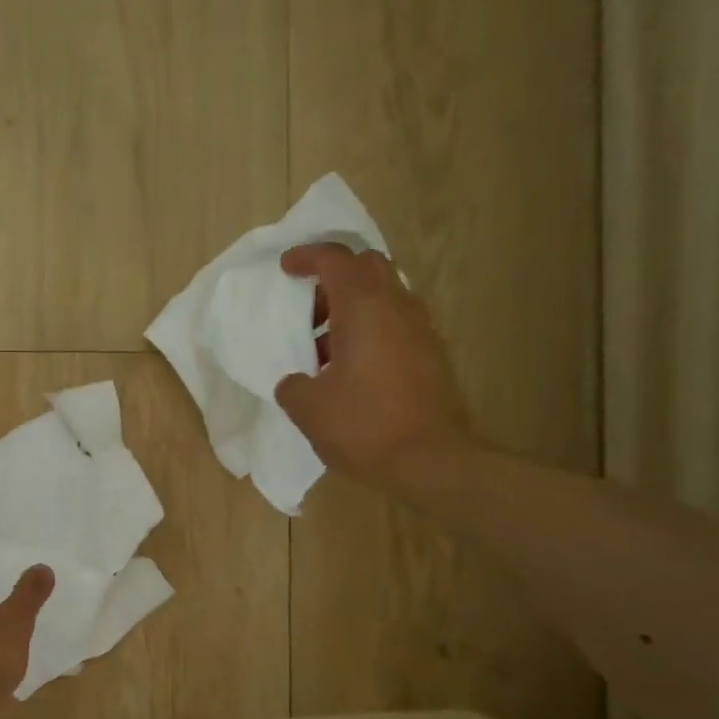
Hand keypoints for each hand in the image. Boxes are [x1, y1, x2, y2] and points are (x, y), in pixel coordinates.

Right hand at [274, 242, 475, 490]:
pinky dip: (370, 330)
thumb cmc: (364, 426)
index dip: (307, 256)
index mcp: (364, 308)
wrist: (432, 461)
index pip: (336, 259)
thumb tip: (295, 381)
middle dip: (334, 277)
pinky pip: (396, 324)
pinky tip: (351, 369)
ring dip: (352, 308)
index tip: (286, 267)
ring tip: (324, 347)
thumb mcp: (309, 409)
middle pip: (368, 267)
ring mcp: (421, 330)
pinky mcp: (432, 355)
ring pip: (385, 296)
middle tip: (308, 308)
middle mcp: (397, 308)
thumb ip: (293, 386)